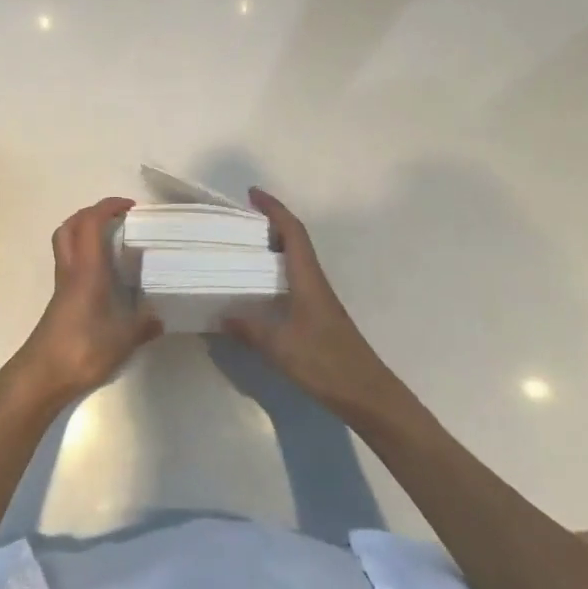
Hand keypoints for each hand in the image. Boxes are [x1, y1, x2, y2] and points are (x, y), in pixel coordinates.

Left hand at [9, 197, 162, 407]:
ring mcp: (62, 285)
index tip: (130, 207)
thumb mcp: (123, 339)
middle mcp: (71, 269)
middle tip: (118, 219)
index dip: (108, 207)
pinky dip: (85, 256)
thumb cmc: (81, 349)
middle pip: (71, 226)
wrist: (41, 375)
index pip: (91, 222)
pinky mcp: (59, 300)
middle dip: (92, 213)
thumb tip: (160, 316)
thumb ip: (144, 324)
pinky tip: (105, 275)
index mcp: (86, 269)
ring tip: (112, 241)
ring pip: (66, 243)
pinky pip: (70, 263)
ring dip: (85, 232)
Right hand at [222, 188, 397, 417]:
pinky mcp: (318, 315)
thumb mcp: (280, 346)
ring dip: (275, 246)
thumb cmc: (325, 362)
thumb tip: (221, 315)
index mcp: (308, 278)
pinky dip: (277, 271)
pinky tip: (260, 287)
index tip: (253, 194)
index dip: (274, 209)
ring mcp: (318, 299)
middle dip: (271, 222)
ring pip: (296, 260)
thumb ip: (249, 329)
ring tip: (245, 247)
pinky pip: (294, 279)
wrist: (366, 394)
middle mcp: (315, 281)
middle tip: (241, 220)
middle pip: (295, 240)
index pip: (293, 231)